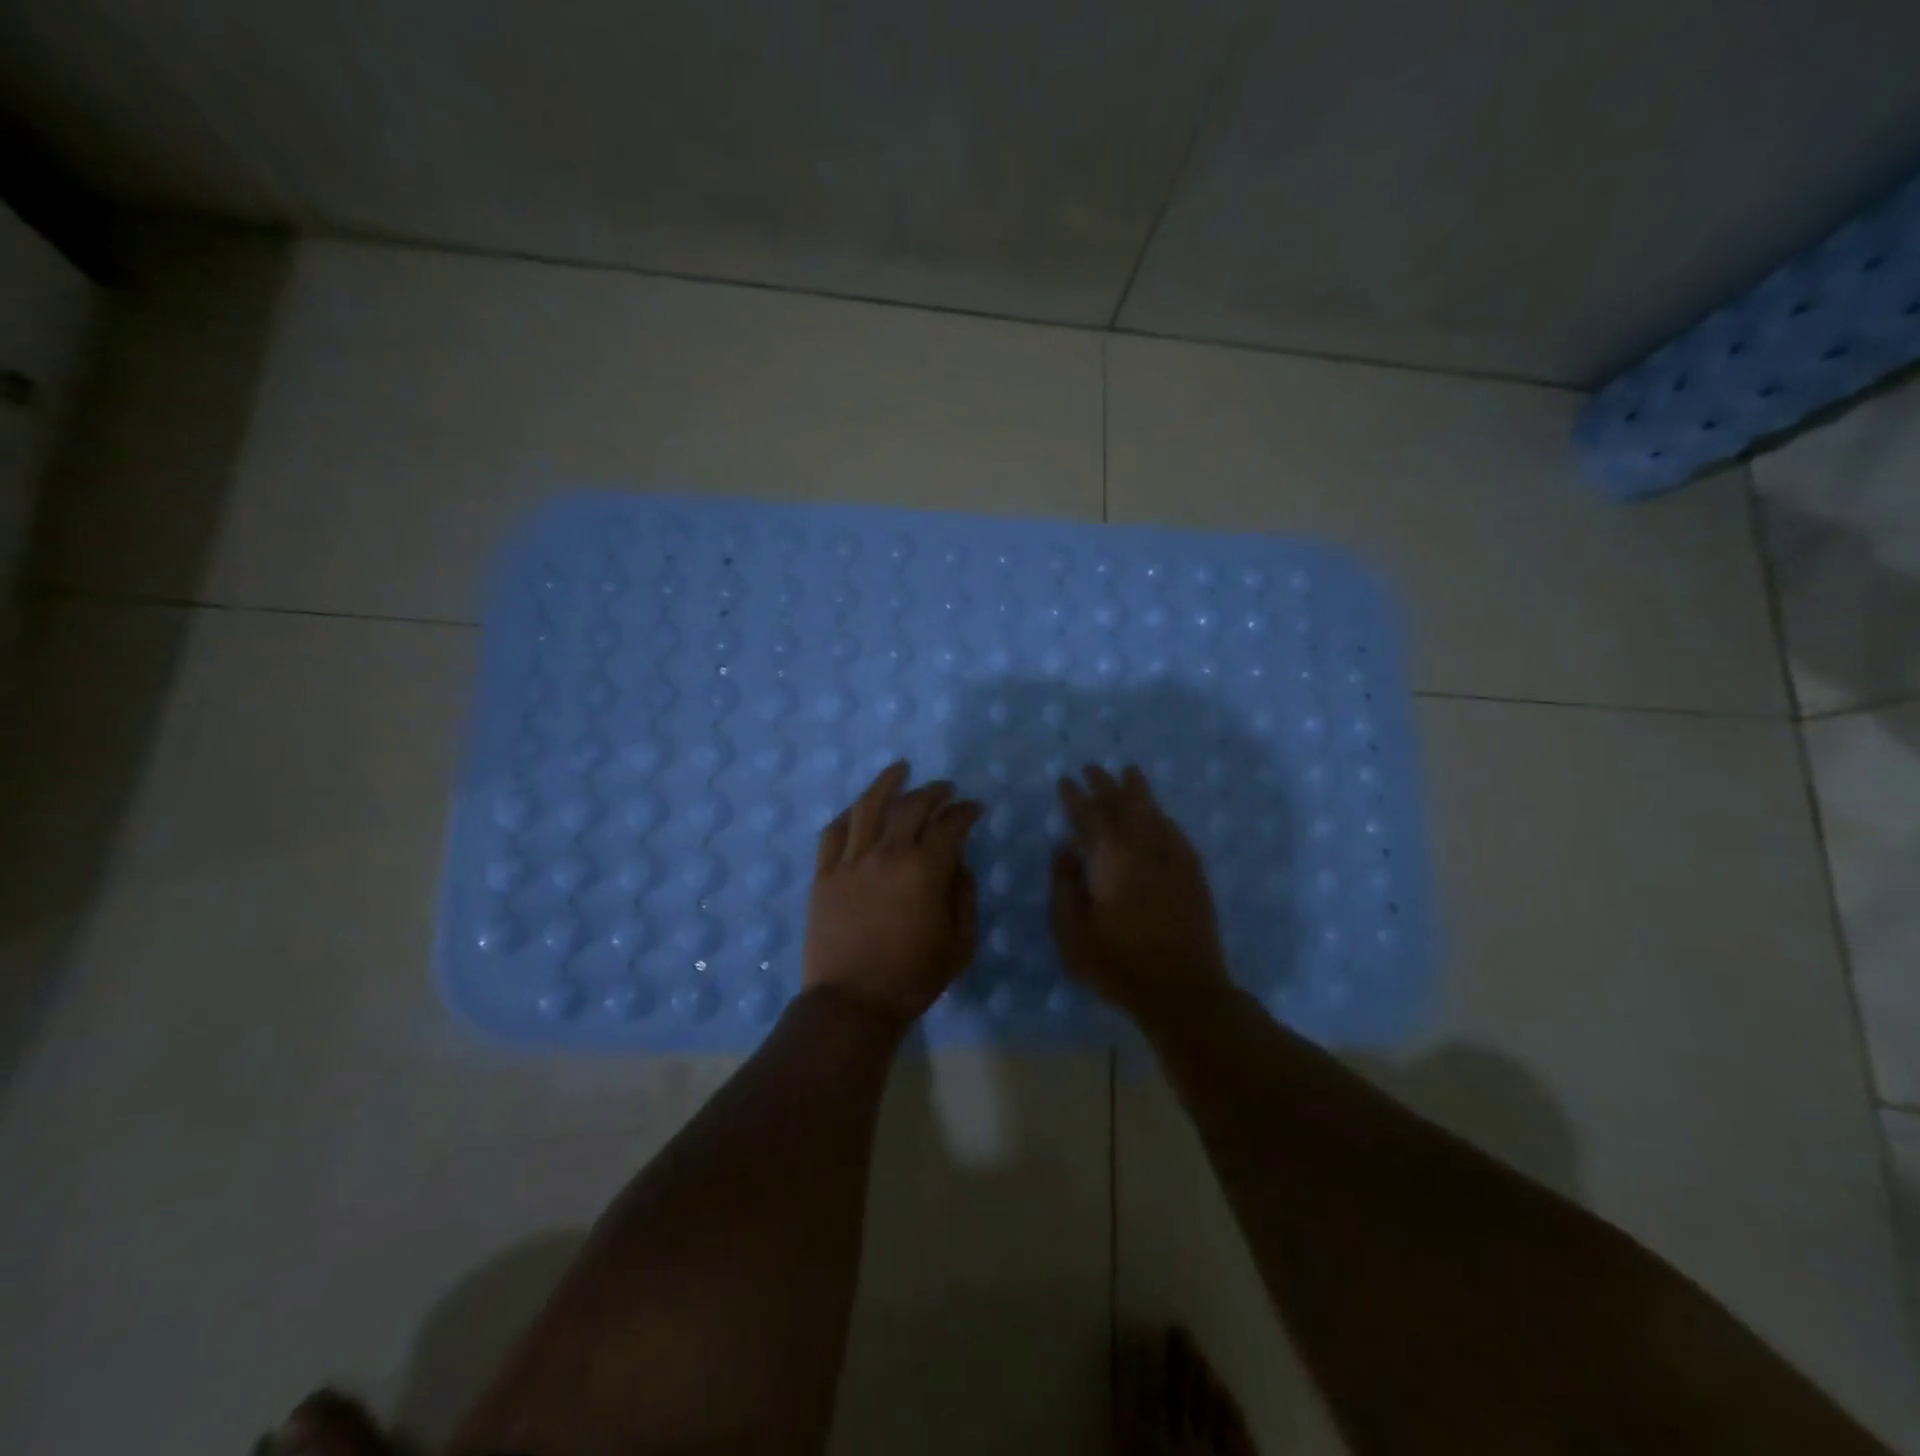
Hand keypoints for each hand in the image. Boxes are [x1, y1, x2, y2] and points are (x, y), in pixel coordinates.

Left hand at [803, 761, 983, 1028]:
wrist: (852, 1003)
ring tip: (900, 769)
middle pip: (912, 806)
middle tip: (946, 789)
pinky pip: (834, 832)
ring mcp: (851, 862)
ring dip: (888, 782)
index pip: (951, 825)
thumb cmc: (913, 978)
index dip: (966, 811)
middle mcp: (887, 854)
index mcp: (925, 870)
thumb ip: (964, 895)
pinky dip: (849, 814)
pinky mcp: (824, 874)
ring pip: (868, 807)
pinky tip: (859, 807)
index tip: (975, 807)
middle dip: (934, 792)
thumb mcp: (960, 943)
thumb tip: (958, 862)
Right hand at [1051, 765, 1233, 1026]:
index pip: (1090, 817)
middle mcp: (1143, 850)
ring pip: (1153, 813)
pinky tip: (1159, 814)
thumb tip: (1065, 849)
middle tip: (1093, 768)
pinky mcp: (1193, 874)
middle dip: (1106, 785)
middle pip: (1123, 806)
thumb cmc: (1118, 965)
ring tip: (1129, 772)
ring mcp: (1172, 860)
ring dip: (1138, 792)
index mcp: (1110, 860)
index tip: (1066, 781)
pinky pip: (1176, 832)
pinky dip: (1163, 817)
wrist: (1183, 990)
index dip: (1076, 797)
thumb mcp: (1072, 933)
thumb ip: (1064, 886)